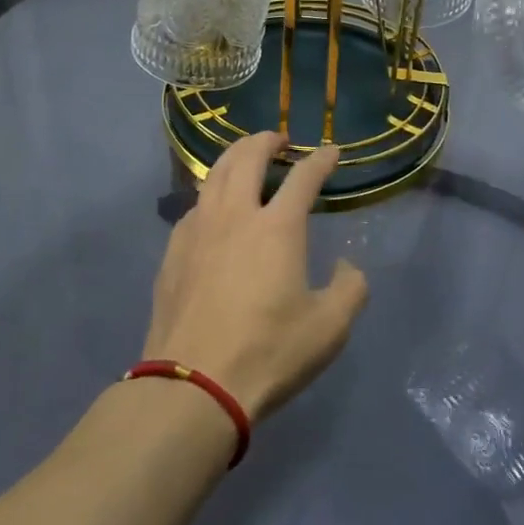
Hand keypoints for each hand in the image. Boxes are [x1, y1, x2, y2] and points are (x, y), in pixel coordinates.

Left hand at [143, 132, 368, 422]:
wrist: (194, 384)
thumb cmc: (269, 352)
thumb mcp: (329, 328)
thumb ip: (350, 289)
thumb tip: (346, 266)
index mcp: (277, 227)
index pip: (304, 177)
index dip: (321, 159)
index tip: (332, 151)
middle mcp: (236, 215)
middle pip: (249, 158)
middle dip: (267, 140)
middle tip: (279, 141)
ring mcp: (199, 230)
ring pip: (215, 175)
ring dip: (234, 157)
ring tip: (245, 159)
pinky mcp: (173, 251)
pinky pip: (194, 206)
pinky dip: (211, 194)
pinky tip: (213, 208)